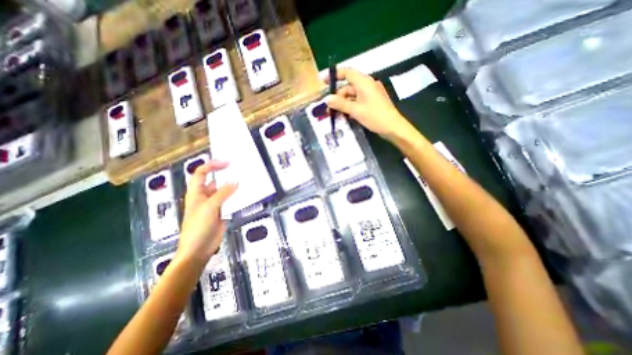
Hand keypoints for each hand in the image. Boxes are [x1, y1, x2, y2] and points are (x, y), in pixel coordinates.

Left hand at [177, 162, 238, 262]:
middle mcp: (205, 196)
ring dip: (233, 186)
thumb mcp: (209, 208)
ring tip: (245, 181)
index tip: (227, 163)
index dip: (212, 166)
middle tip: (239, 170)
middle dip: (225, 174)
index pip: (201, 173)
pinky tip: (245, 195)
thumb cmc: (198, 227)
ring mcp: (214, 204)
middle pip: (215, 180)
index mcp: (196, 192)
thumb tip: (235, 182)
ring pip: (224, 191)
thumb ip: (223, 194)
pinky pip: (230, 201)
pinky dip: (237, 197)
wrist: (199, 249)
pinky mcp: (222, 211)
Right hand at [325, 68, 417, 142]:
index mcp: (364, 82)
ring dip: (343, 103)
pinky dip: (350, 106)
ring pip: (352, 95)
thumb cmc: (375, 117)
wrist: (393, 127)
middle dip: (338, 96)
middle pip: (348, 86)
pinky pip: (358, 101)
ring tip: (335, 113)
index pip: (347, 72)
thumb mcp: (356, 110)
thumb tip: (327, 99)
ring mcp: (370, 94)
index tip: (324, 81)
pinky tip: (345, 114)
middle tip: (329, 107)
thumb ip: (341, 104)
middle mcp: (367, 85)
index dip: (335, 75)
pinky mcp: (372, 102)